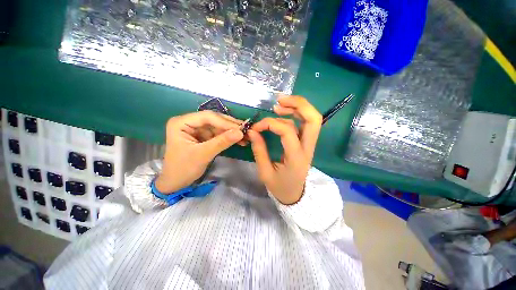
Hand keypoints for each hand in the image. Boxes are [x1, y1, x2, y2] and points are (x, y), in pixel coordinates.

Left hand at [155, 111, 243, 192]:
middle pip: (214, 120)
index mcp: (181, 122)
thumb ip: (222, 142)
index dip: (225, 122)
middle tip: (246, 130)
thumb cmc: (183, 168)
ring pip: (218, 127)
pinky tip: (238, 140)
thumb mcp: (203, 154)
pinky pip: (218, 134)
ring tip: (245, 137)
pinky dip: (228, 137)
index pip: (207, 117)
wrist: (176, 183)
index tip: (241, 128)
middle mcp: (189, 122)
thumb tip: (241, 132)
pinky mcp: (202, 136)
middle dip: (230, 126)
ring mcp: (196, 129)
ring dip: (231, 132)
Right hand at [247, 95, 321, 204]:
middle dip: (298, 105)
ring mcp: (309, 144)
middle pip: (314, 119)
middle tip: (278, 101)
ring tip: (278, 104)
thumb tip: (253, 132)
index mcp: (296, 158)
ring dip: (297, 107)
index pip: (288, 132)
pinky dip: (295, 113)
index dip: (270, 124)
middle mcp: (307, 148)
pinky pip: (305, 123)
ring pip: (312, 118)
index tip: (256, 128)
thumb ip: (259, 150)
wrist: (295, 194)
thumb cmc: (280, 186)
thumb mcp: (265, 172)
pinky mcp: (306, 142)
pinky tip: (283, 112)